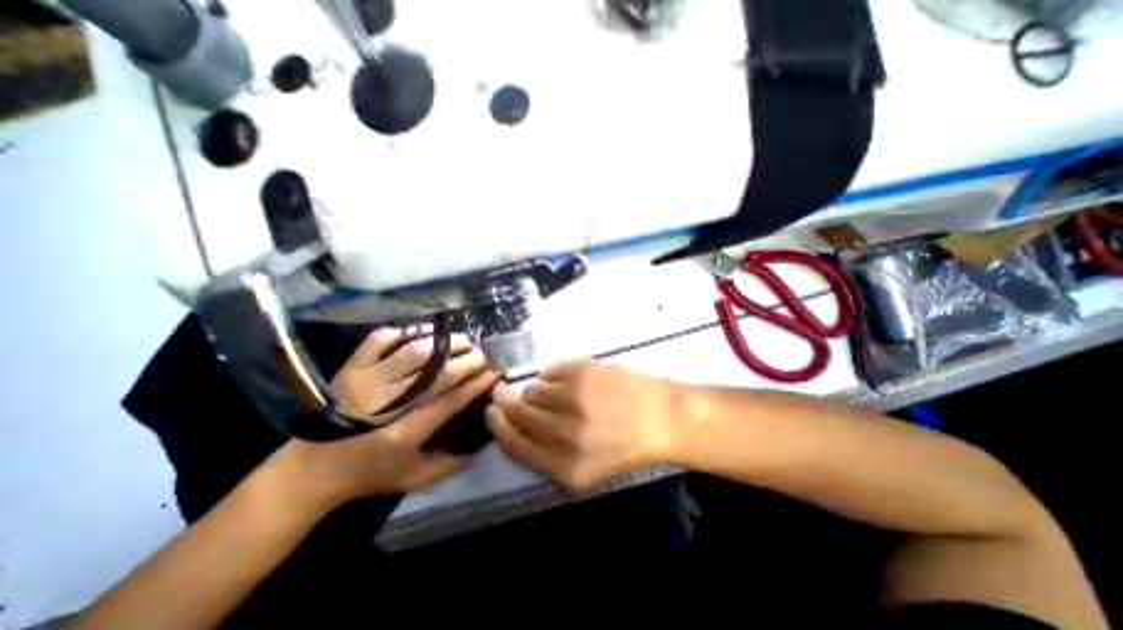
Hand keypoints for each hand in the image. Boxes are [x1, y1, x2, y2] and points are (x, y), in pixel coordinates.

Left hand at [272, 326, 500, 510]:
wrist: (310, 470)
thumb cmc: (367, 474)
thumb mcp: (413, 479)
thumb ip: (450, 465)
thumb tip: (479, 445)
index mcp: (405, 432)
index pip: (452, 400)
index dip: (477, 383)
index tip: (494, 372)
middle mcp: (388, 402)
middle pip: (438, 372)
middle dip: (468, 360)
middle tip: (483, 355)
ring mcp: (367, 380)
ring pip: (415, 351)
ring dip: (445, 342)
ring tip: (463, 340)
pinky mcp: (351, 368)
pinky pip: (381, 339)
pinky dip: (405, 332)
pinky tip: (424, 334)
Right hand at [488, 358, 677, 491]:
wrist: (662, 417)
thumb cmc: (625, 445)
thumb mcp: (585, 469)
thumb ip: (546, 455)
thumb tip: (512, 425)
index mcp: (563, 466)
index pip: (513, 443)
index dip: (497, 426)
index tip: (492, 412)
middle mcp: (563, 434)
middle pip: (516, 412)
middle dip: (503, 401)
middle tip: (501, 392)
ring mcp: (572, 398)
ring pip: (532, 389)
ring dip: (538, 390)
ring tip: (558, 392)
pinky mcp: (581, 371)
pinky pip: (549, 370)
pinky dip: (554, 375)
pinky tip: (571, 380)